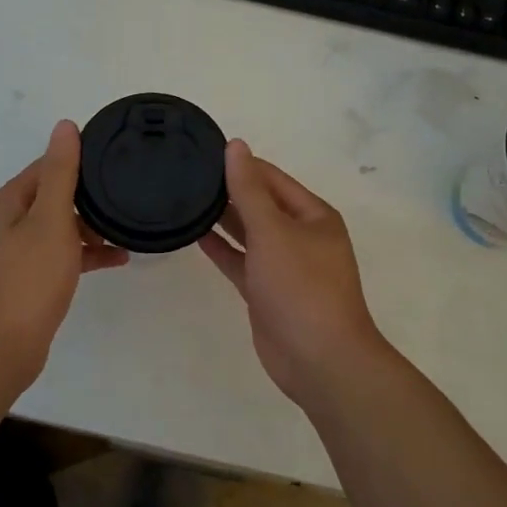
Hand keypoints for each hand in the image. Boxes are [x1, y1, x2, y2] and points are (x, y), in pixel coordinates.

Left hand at [0, 120, 128, 382]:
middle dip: (90, 196)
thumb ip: (61, 173)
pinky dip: (87, 252)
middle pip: (56, 194)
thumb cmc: (30, 278)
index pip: (48, 165)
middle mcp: (10, 220)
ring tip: (128, 227)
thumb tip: (65, 126)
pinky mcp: (31, 276)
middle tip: (128, 193)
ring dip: (92, 226)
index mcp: (10, 201)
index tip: (115, 160)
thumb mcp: (51, 219)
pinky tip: (119, 258)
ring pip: (62, 225)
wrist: (5, 346)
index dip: (80, 161)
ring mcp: (19, 250)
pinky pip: (64, 253)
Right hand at [199, 140, 392, 404]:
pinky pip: (242, 261)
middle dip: (230, 190)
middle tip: (187, 174)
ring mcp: (284, 265)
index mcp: (313, 215)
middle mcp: (301, 236)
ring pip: (250, 233)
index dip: (241, 164)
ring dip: (224, 218)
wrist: (319, 360)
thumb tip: (236, 145)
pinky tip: (196, 235)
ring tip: (186, 198)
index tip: (203, 152)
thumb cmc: (301, 287)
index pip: (272, 178)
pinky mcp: (267, 292)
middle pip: (261, 204)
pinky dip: (223, 249)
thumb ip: (249, 189)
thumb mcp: (273, 231)